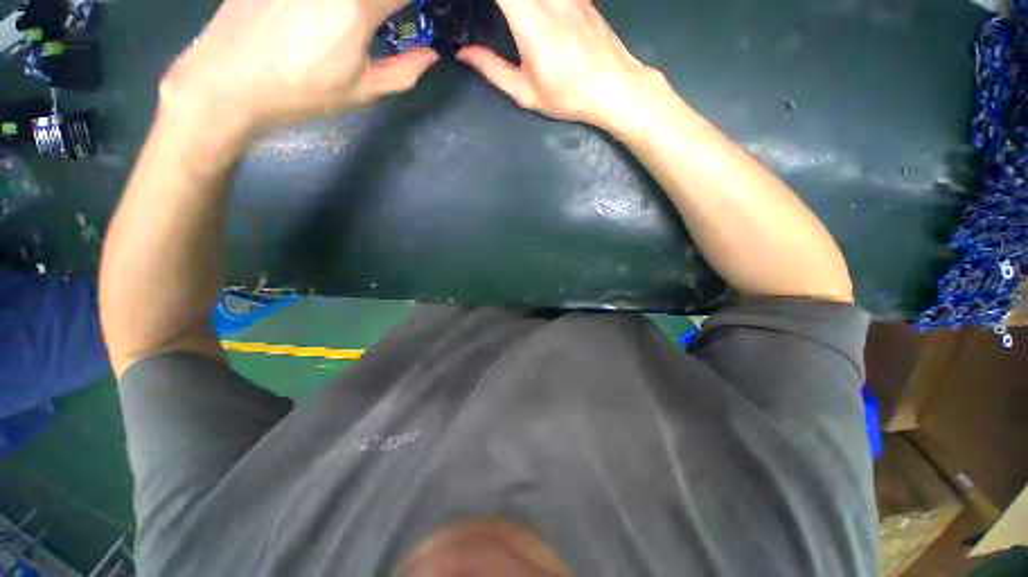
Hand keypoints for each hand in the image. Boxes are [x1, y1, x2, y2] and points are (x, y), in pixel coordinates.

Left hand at [160, 0, 438, 137]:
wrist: (228, 81)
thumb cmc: (302, 92)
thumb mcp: (362, 91)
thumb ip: (403, 72)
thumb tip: (430, 55)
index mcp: (356, 6)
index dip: (417, 3)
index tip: (419, 14)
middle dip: (387, 5)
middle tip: (389, 18)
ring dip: (360, 7)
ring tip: (359, 22)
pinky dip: (331, 6)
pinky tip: (324, 16)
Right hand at [457, 0, 661, 128]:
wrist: (613, 86)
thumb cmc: (567, 95)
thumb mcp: (526, 92)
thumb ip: (492, 69)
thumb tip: (464, 53)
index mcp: (530, 20)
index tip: (470, 5)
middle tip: (488, 11)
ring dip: (514, 1)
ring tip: (506, 14)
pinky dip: (531, 0)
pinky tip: (530, 12)